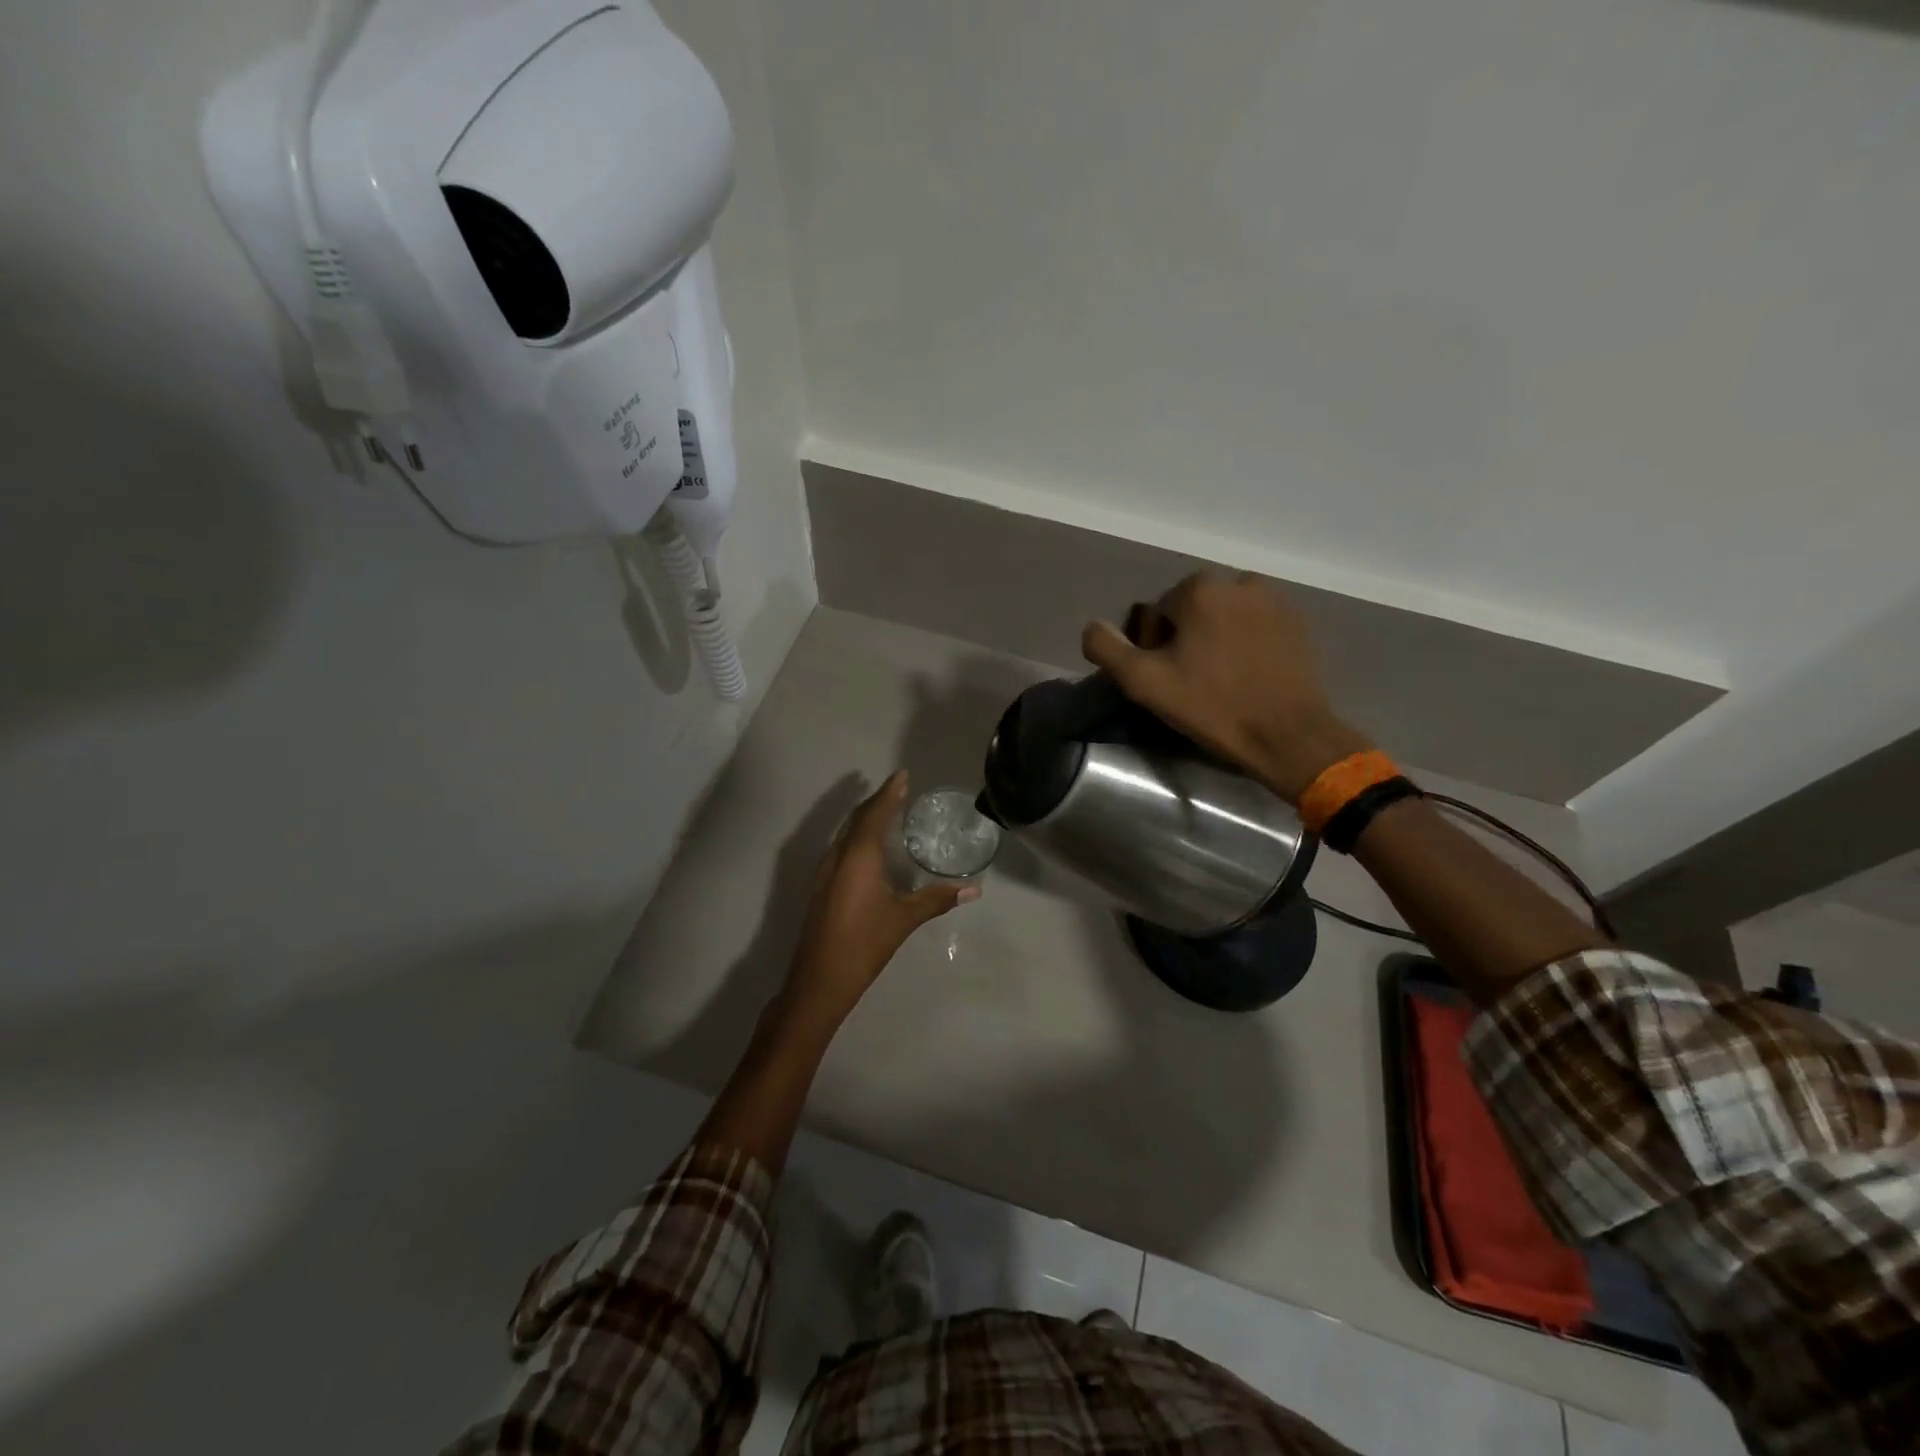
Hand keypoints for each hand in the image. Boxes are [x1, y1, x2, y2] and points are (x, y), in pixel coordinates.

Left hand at [783, 772, 979, 1025]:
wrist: (819, 979)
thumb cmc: (864, 943)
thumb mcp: (904, 919)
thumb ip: (936, 899)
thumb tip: (973, 890)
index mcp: (859, 855)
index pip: (876, 813)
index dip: (890, 792)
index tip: (903, 775)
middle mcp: (839, 855)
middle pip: (858, 818)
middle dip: (878, 800)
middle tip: (899, 788)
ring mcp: (826, 870)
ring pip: (847, 832)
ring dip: (866, 817)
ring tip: (887, 810)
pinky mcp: (822, 885)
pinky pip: (842, 846)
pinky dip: (858, 835)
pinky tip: (870, 846)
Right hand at [1081, 572, 1371, 801]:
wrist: (1288, 736)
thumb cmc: (1213, 707)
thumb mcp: (1145, 683)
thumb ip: (1107, 649)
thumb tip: (1092, 626)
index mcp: (1200, 589)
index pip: (1157, 612)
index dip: (1153, 647)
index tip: (1166, 679)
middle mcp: (1239, 581)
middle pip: (1191, 610)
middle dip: (1185, 639)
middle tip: (1191, 682)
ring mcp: (1274, 599)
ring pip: (1223, 616)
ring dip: (1214, 639)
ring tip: (1220, 679)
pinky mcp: (1298, 621)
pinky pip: (1254, 624)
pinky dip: (1244, 643)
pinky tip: (1246, 676)